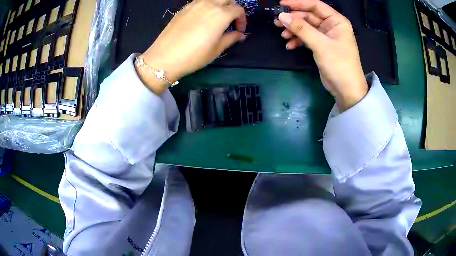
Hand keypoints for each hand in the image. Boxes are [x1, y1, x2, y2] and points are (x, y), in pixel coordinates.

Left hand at [137, 0, 246, 94]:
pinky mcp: (184, 8)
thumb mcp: (217, 49)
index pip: (238, 9)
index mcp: (221, 14)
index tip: (239, 30)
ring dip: (219, 5)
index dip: (242, 19)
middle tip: (230, 20)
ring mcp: (194, 4)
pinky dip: (206, 6)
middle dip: (233, 7)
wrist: (165, 57)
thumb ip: (231, 38)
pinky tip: (202, 19)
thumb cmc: (194, 56)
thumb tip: (240, 35)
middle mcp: (209, 4)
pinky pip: (200, 2)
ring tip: (216, 18)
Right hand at [276, 0, 367, 110]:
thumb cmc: (339, 64)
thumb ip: (301, 28)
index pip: (315, 5)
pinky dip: (298, 41)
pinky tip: (290, 46)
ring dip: (294, 31)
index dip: (298, 3)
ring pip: (306, 27)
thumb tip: (281, 16)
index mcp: (336, 21)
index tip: (281, 4)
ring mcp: (326, 37)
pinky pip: (307, 38)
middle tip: (277, 23)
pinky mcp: (321, 47)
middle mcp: (331, 26)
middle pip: (309, 16)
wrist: (347, 90)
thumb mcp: (320, 44)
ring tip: (283, 36)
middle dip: (293, 20)